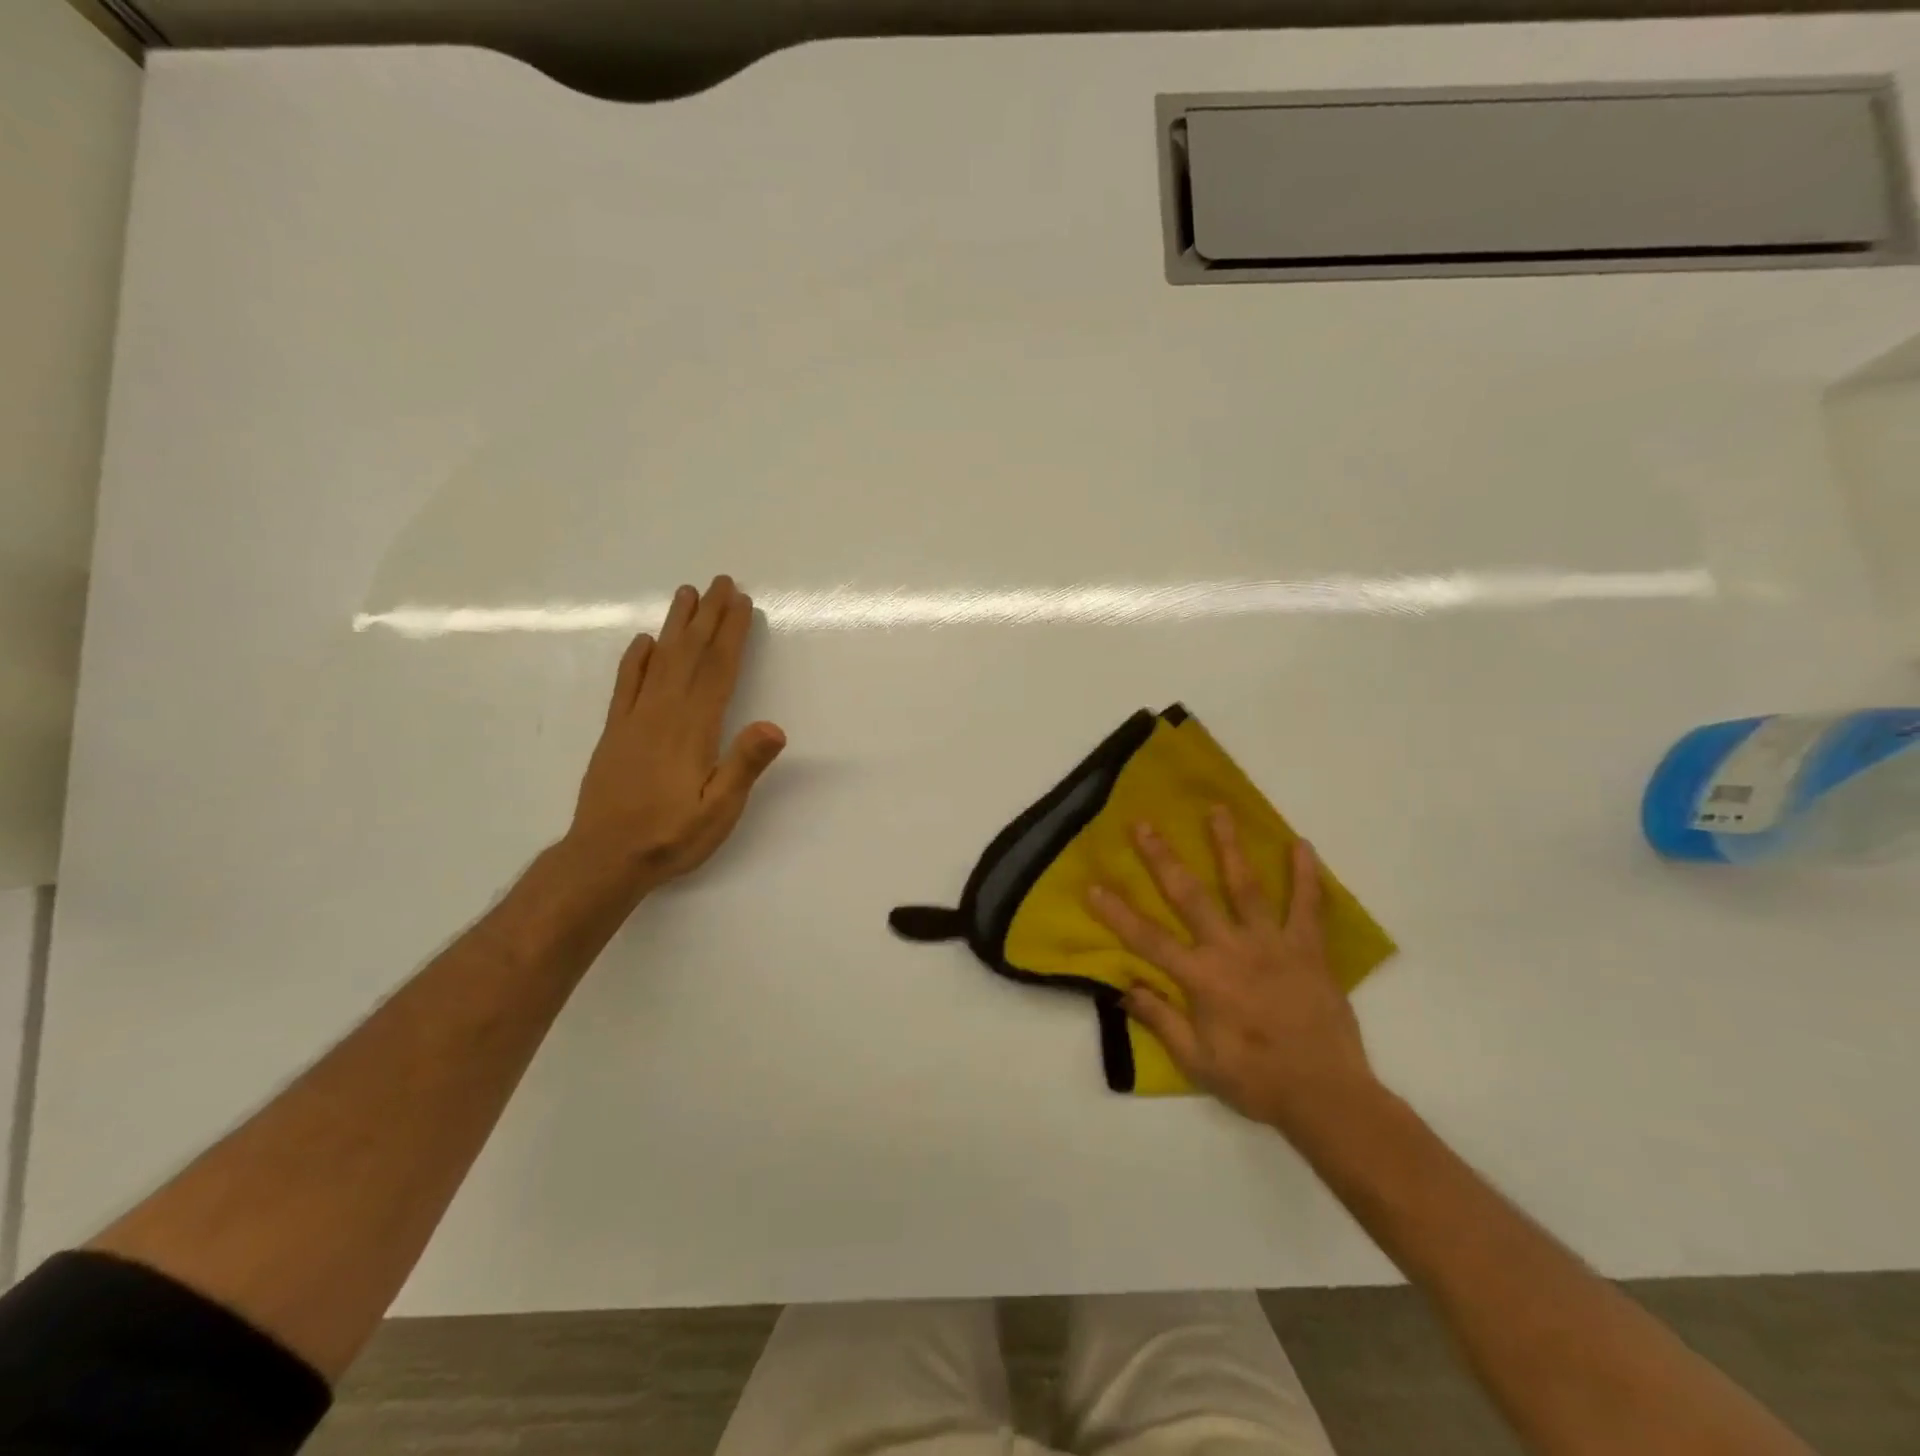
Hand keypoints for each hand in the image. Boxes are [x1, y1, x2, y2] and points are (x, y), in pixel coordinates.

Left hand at [567, 575, 785, 893]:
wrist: (604, 859)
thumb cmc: (671, 836)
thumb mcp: (719, 810)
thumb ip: (744, 766)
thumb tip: (775, 726)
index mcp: (693, 729)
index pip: (718, 670)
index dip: (731, 634)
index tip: (741, 602)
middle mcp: (663, 714)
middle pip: (690, 655)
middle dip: (708, 617)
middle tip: (721, 582)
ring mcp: (634, 720)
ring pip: (659, 661)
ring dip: (676, 626)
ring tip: (686, 595)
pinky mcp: (615, 733)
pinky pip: (626, 685)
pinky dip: (636, 660)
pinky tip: (643, 643)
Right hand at [1087, 809, 1376, 1137]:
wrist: (1326, 1097)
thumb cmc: (1256, 1081)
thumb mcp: (1197, 1062)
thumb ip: (1161, 1020)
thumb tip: (1123, 987)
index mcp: (1202, 979)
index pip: (1148, 939)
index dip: (1117, 913)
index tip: (1093, 886)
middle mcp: (1232, 950)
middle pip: (1190, 896)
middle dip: (1162, 859)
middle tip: (1144, 825)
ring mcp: (1273, 944)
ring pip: (1245, 886)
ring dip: (1228, 846)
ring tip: (1217, 810)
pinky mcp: (1309, 949)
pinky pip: (1308, 906)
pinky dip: (1306, 875)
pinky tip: (1301, 844)